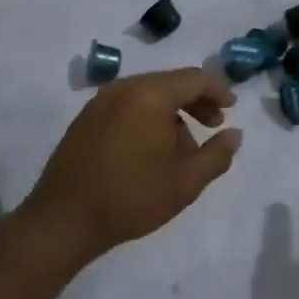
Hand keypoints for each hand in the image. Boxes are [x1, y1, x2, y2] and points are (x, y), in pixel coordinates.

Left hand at [22, 68, 241, 261]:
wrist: (64, 220)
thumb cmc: (131, 198)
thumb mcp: (185, 182)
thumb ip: (217, 155)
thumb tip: (235, 134)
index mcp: (150, 94)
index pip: (194, 78)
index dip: (218, 90)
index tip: (231, 109)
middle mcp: (124, 87)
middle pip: (171, 82)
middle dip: (196, 101)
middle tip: (213, 126)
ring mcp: (101, 101)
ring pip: (148, 94)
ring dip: (172, 111)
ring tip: (182, 148)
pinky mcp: (86, 117)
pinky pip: (128, 105)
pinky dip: (148, 116)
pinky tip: (151, 149)